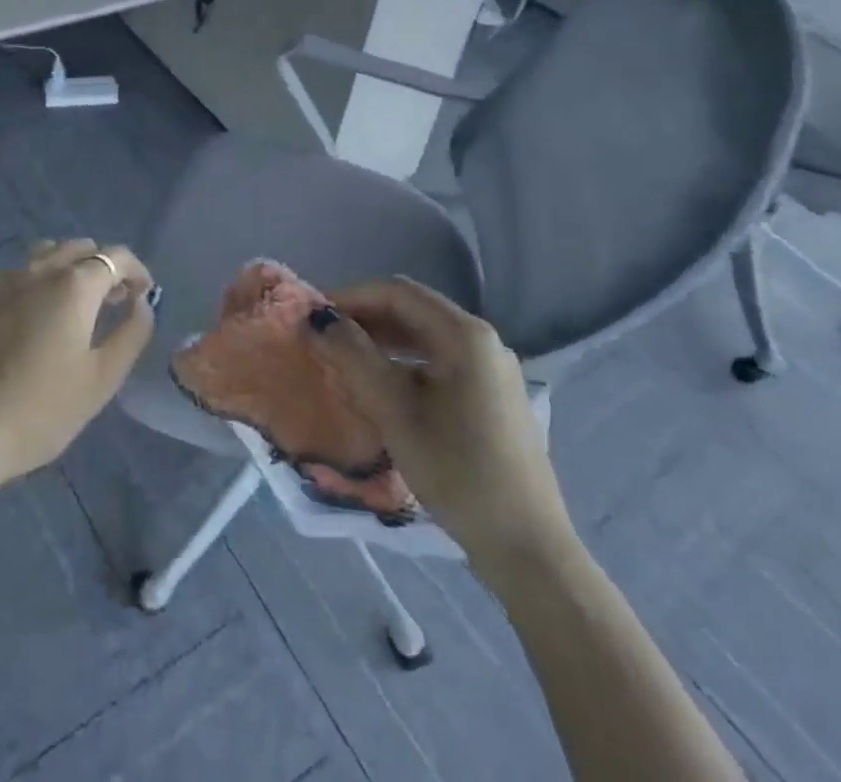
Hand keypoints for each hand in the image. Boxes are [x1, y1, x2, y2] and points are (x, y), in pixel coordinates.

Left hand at [0, 240, 154, 487]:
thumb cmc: (42, 409)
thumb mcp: (102, 379)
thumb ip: (132, 333)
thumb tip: (143, 303)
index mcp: (74, 285)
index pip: (116, 257)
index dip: (136, 271)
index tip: (144, 294)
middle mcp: (39, 269)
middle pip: (80, 248)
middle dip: (103, 267)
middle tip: (113, 301)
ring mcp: (3, 279)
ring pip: (46, 254)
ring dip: (69, 268)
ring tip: (75, 304)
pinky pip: (17, 273)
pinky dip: (37, 281)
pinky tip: (34, 316)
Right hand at [308, 277, 579, 591]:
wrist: (526, 547)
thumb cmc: (457, 470)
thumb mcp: (394, 411)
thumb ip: (353, 358)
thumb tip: (318, 321)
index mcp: (464, 334)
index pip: (397, 293)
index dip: (351, 297)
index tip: (314, 315)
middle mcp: (483, 341)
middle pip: (413, 311)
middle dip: (365, 318)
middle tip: (325, 338)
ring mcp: (491, 370)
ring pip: (426, 337)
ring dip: (383, 341)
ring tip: (345, 359)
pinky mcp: (492, 397)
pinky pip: (439, 363)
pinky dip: (405, 364)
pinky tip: (382, 387)